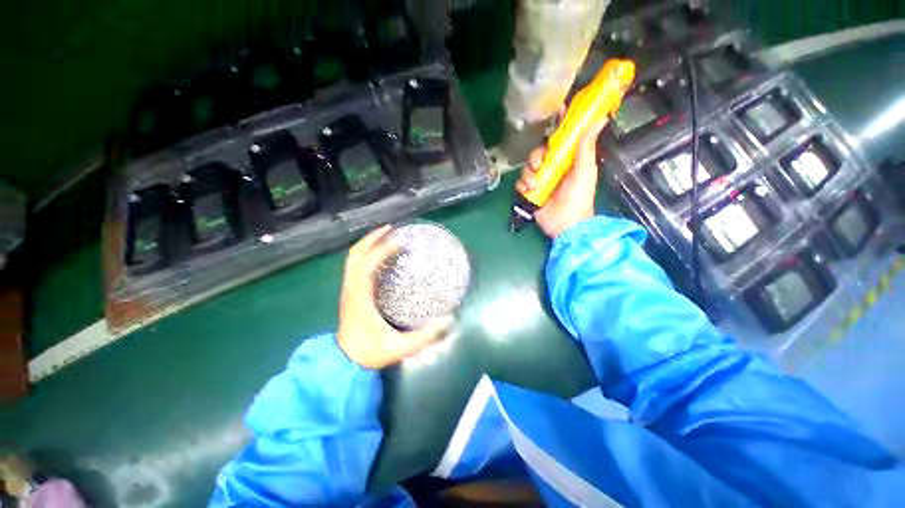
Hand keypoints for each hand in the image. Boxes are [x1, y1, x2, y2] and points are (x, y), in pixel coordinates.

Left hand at [337, 226, 451, 368]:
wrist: (343, 362)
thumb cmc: (369, 352)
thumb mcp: (399, 347)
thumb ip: (425, 336)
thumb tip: (448, 320)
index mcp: (360, 296)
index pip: (369, 264)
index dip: (384, 249)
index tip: (402, 242)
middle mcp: (351, 288)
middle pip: (356, 254)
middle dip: (372, 238)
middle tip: (391, 229)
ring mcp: (348, 289)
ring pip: (352, 258)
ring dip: (368, 244)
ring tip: (386, 236)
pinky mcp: (349, 292)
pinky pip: (355, 266)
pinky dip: (366, 254)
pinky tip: (380, 256)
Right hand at [516, 119, 607, 237]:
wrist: (566, 224)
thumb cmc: (579, 197)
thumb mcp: (585, 171)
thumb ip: (586, 146)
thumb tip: (600, 118)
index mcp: (567, 160)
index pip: (560, 140)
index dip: (557, 126)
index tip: (556, 113)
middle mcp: (552, 168)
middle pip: (538, 153)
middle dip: (536, 158)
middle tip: (540, 166)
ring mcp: (540, 181)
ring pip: (527, 168)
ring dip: (528, 175)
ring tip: (535, 186)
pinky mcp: (530, 193)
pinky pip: (520, 183)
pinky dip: (522, 186)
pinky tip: (529, 192)